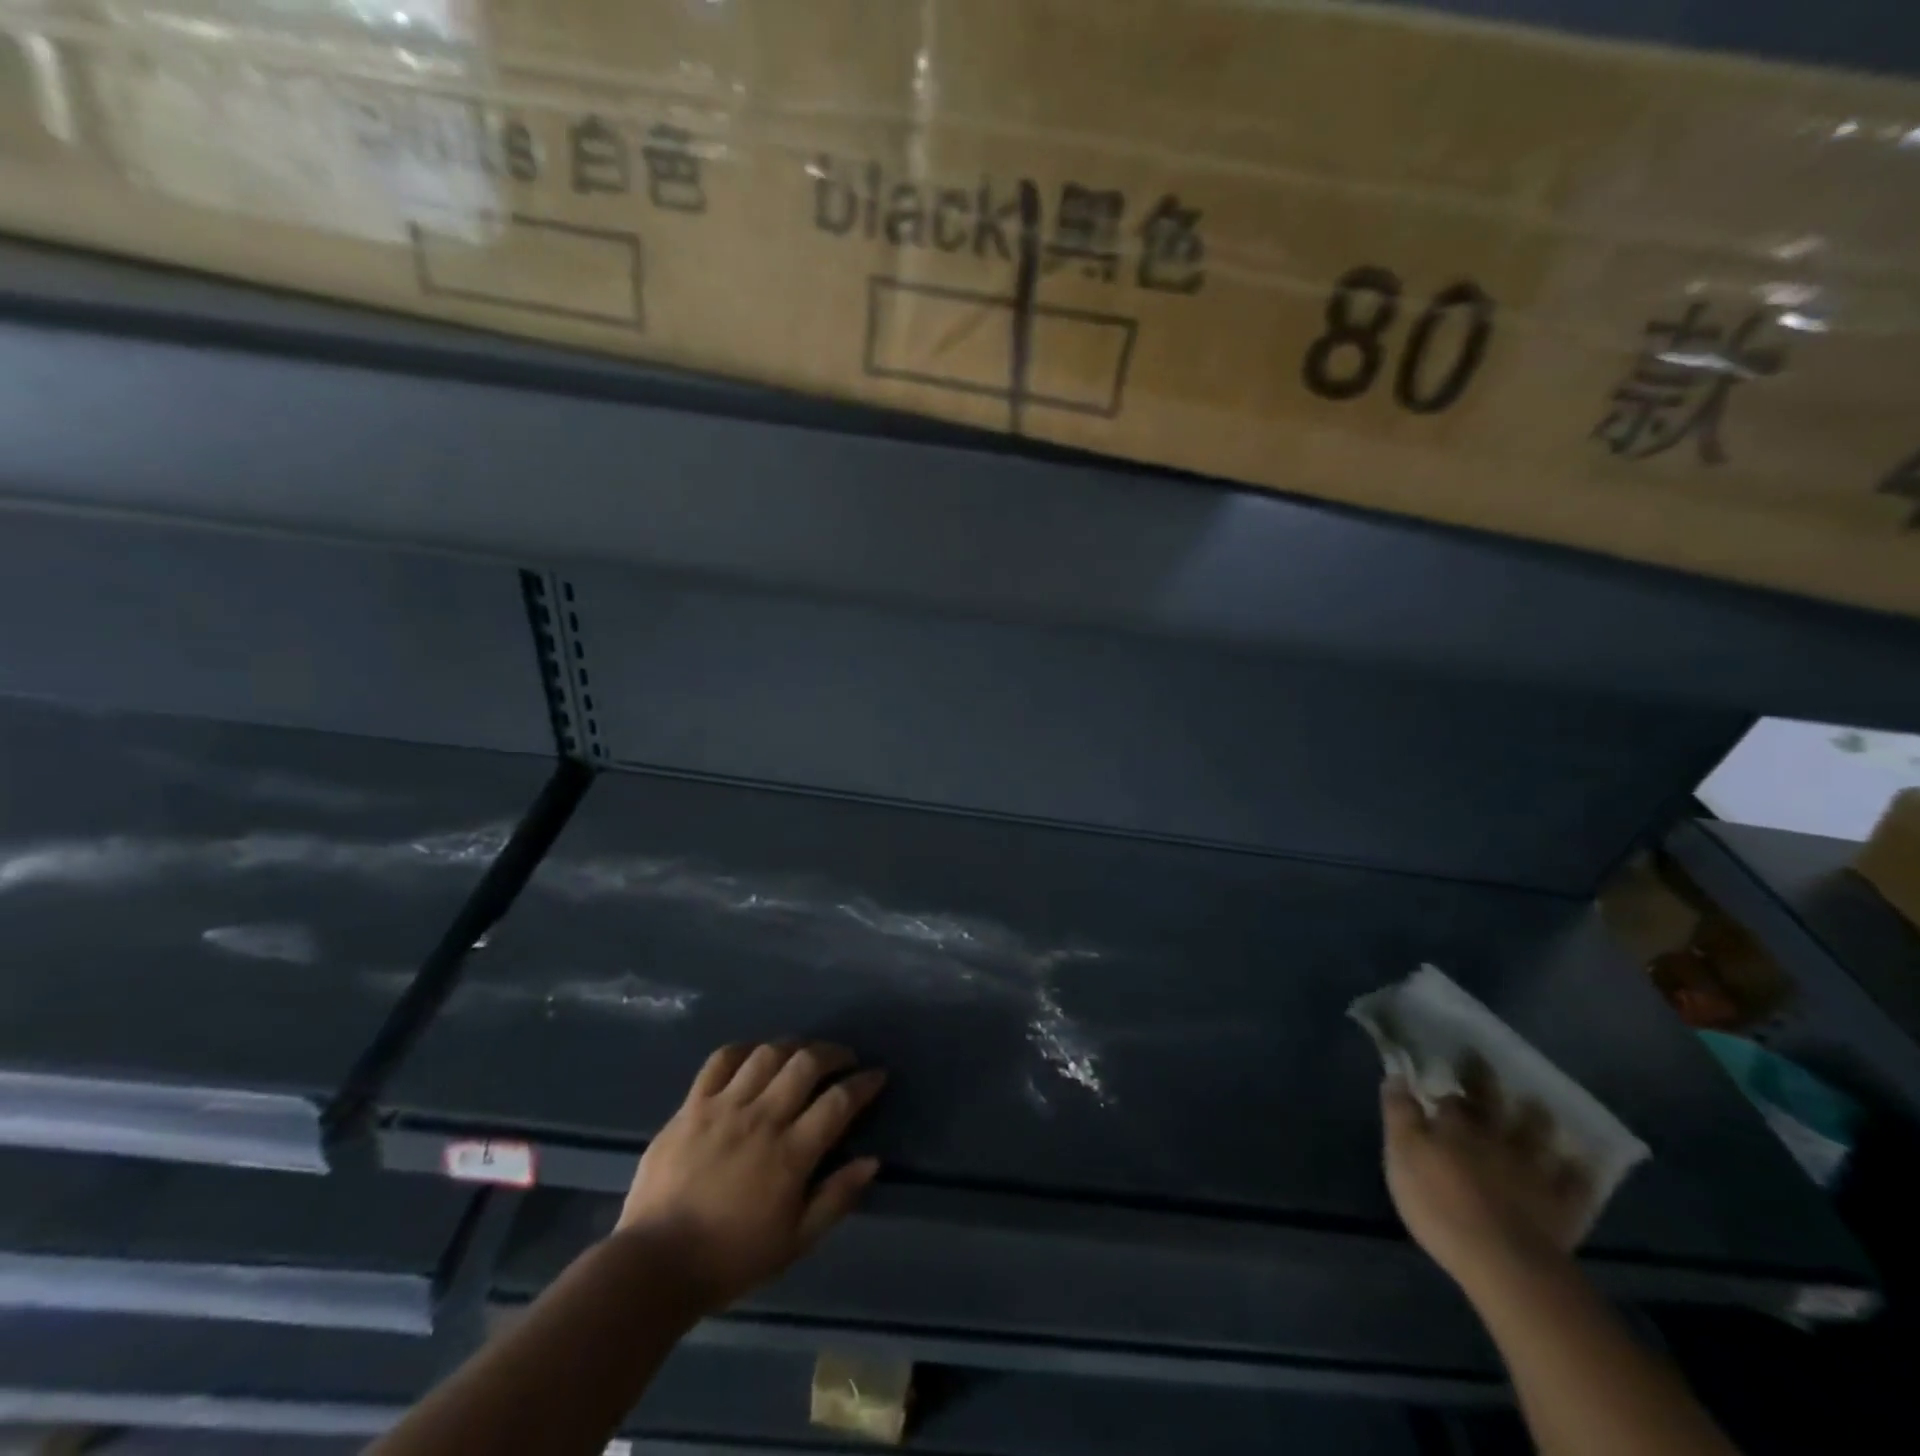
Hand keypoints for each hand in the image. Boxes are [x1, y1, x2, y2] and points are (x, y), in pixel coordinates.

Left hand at [618, 1041, 885, 1313]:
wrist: (655, 1264)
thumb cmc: (731, 1258)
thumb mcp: (795, 1242)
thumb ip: (837, 1198)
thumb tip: (872, 1161)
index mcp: (790, 1154)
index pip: (839, 1101)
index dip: (864, 1083)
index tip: (877, 1076)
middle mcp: (762, 1118)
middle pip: (806, 1063)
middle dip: (834, 1053)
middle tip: (844, 1059)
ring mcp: (724, 1107)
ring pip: (768, 1054)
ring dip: (794, 1046)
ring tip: (803, 1054)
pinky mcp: (692, 1105)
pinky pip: (721, 1060)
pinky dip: (744, 1050)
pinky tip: (755, 1055)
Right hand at [1380, 1059, 1591, 1288]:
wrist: (1501, 1260)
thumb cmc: (1438, 1201)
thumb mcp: (1401, 1153)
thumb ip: (1399, 1114)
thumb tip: (1397, 1077)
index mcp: (1456, 1126)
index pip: (1451, 1096)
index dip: (1446, 1082)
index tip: (1443, 1069)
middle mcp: (1496, 1138)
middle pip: (1493, 1102)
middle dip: (1487, 1080)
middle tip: (1483, 1062)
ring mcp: (1533, 1170)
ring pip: (1538, 1134)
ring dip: (1536, 1116)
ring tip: (1535, 1105)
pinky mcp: (1561, 1205)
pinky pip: (1575, 1182)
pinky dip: (1577, 1169)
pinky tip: (1579, 1161)